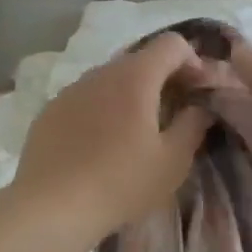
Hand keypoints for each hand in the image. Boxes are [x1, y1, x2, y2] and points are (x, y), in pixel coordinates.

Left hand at [10, 32, 212, 244]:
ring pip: (110, 78)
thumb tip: (200, 106)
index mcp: (135, 77)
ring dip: (130, 93)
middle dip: (162, 78)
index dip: (192, 60)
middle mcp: (101, 72)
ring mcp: (71, 89)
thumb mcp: (172, 161)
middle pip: (140, 59)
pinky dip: (102, 109)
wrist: (51, 207)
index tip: (197, 92)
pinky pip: (85, 98)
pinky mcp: (50, 110)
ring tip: (135, 131)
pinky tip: (99, 144)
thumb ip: (193, 125)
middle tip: (173, 113)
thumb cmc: (121, 183)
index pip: (171, 44)